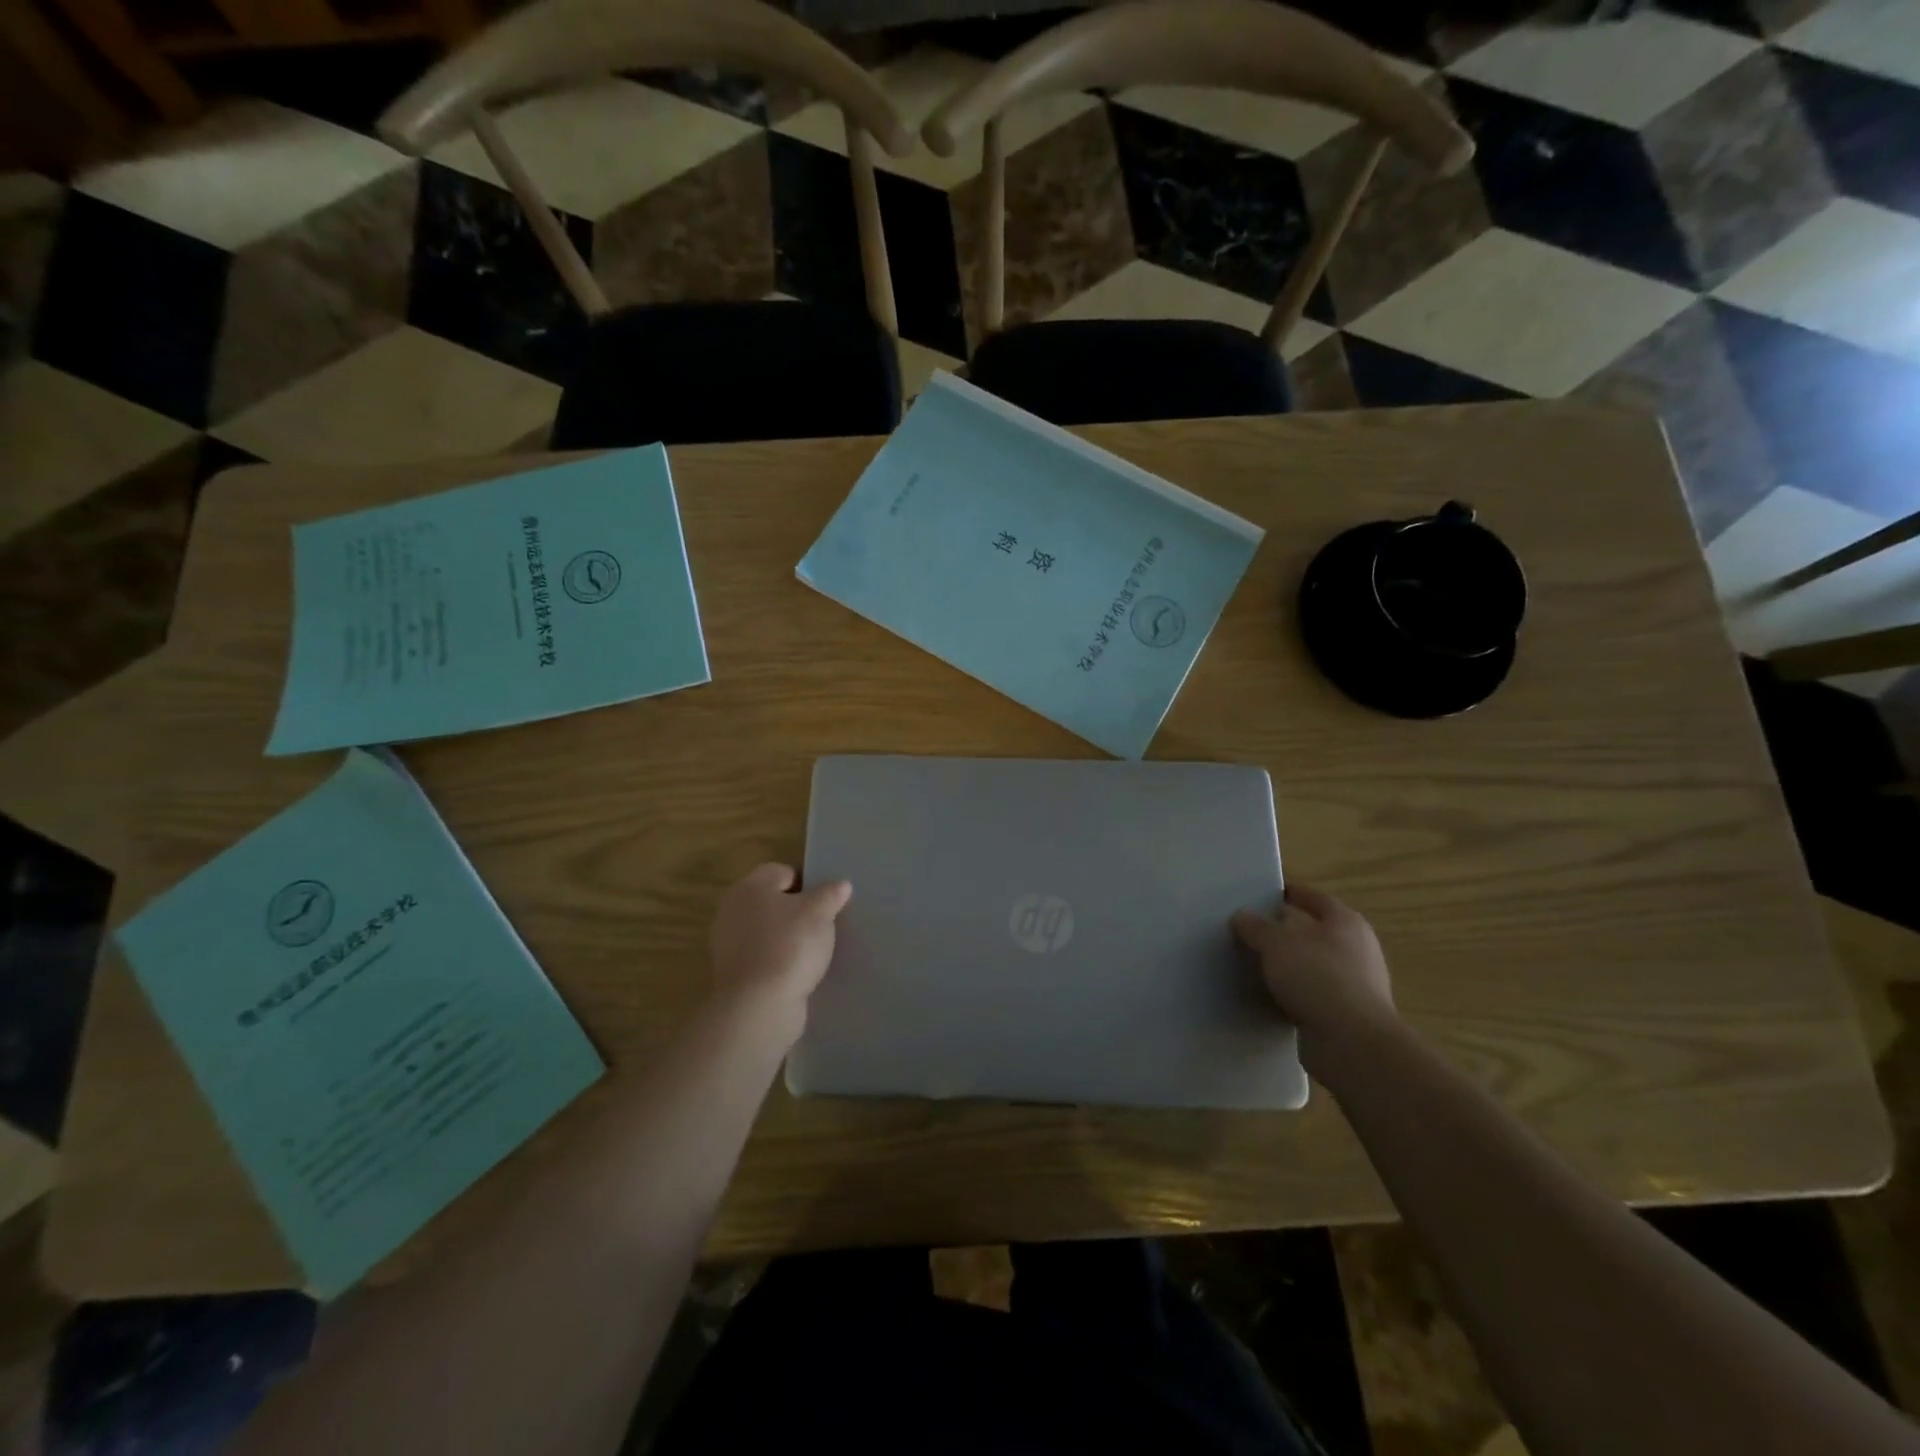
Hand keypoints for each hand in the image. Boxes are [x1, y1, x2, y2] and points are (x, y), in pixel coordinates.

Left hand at [709, 863, 851, 1037]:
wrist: (759, 1006)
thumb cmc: (790, 946)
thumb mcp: (820, 913)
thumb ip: (831, 894)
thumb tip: (841, 884)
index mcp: (750, 887)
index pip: (782, 871)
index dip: (807, 881)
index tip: (827, 900)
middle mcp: (732, 910)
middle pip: (771, 901)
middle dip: (796, 910)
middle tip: (823, 922)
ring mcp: (728, 944)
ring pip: (766, 930)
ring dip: (787, 936)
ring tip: (814, 949)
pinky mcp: (732, 973)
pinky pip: (762, 956)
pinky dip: (778, 960)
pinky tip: (798, 971)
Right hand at [1231, 882, 1394, 1072]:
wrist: (1352, 1042)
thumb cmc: (1317, 977)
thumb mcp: (1275, 943)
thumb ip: (1255, 927)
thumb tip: (1242, 916)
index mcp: (1345, 921)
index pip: (1313, 897)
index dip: (1288, 893)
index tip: (1262, 896)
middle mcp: (1357, 948)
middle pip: (1315, 931)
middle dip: (1286, 931)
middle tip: (1253, 931)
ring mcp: (1357, 983)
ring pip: (1314, 964)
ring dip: (1290, 965)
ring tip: (1257, 965)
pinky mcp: (1349, 1014)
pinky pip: (1315, 994)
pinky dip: (1295, 993)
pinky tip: (1272, 997)